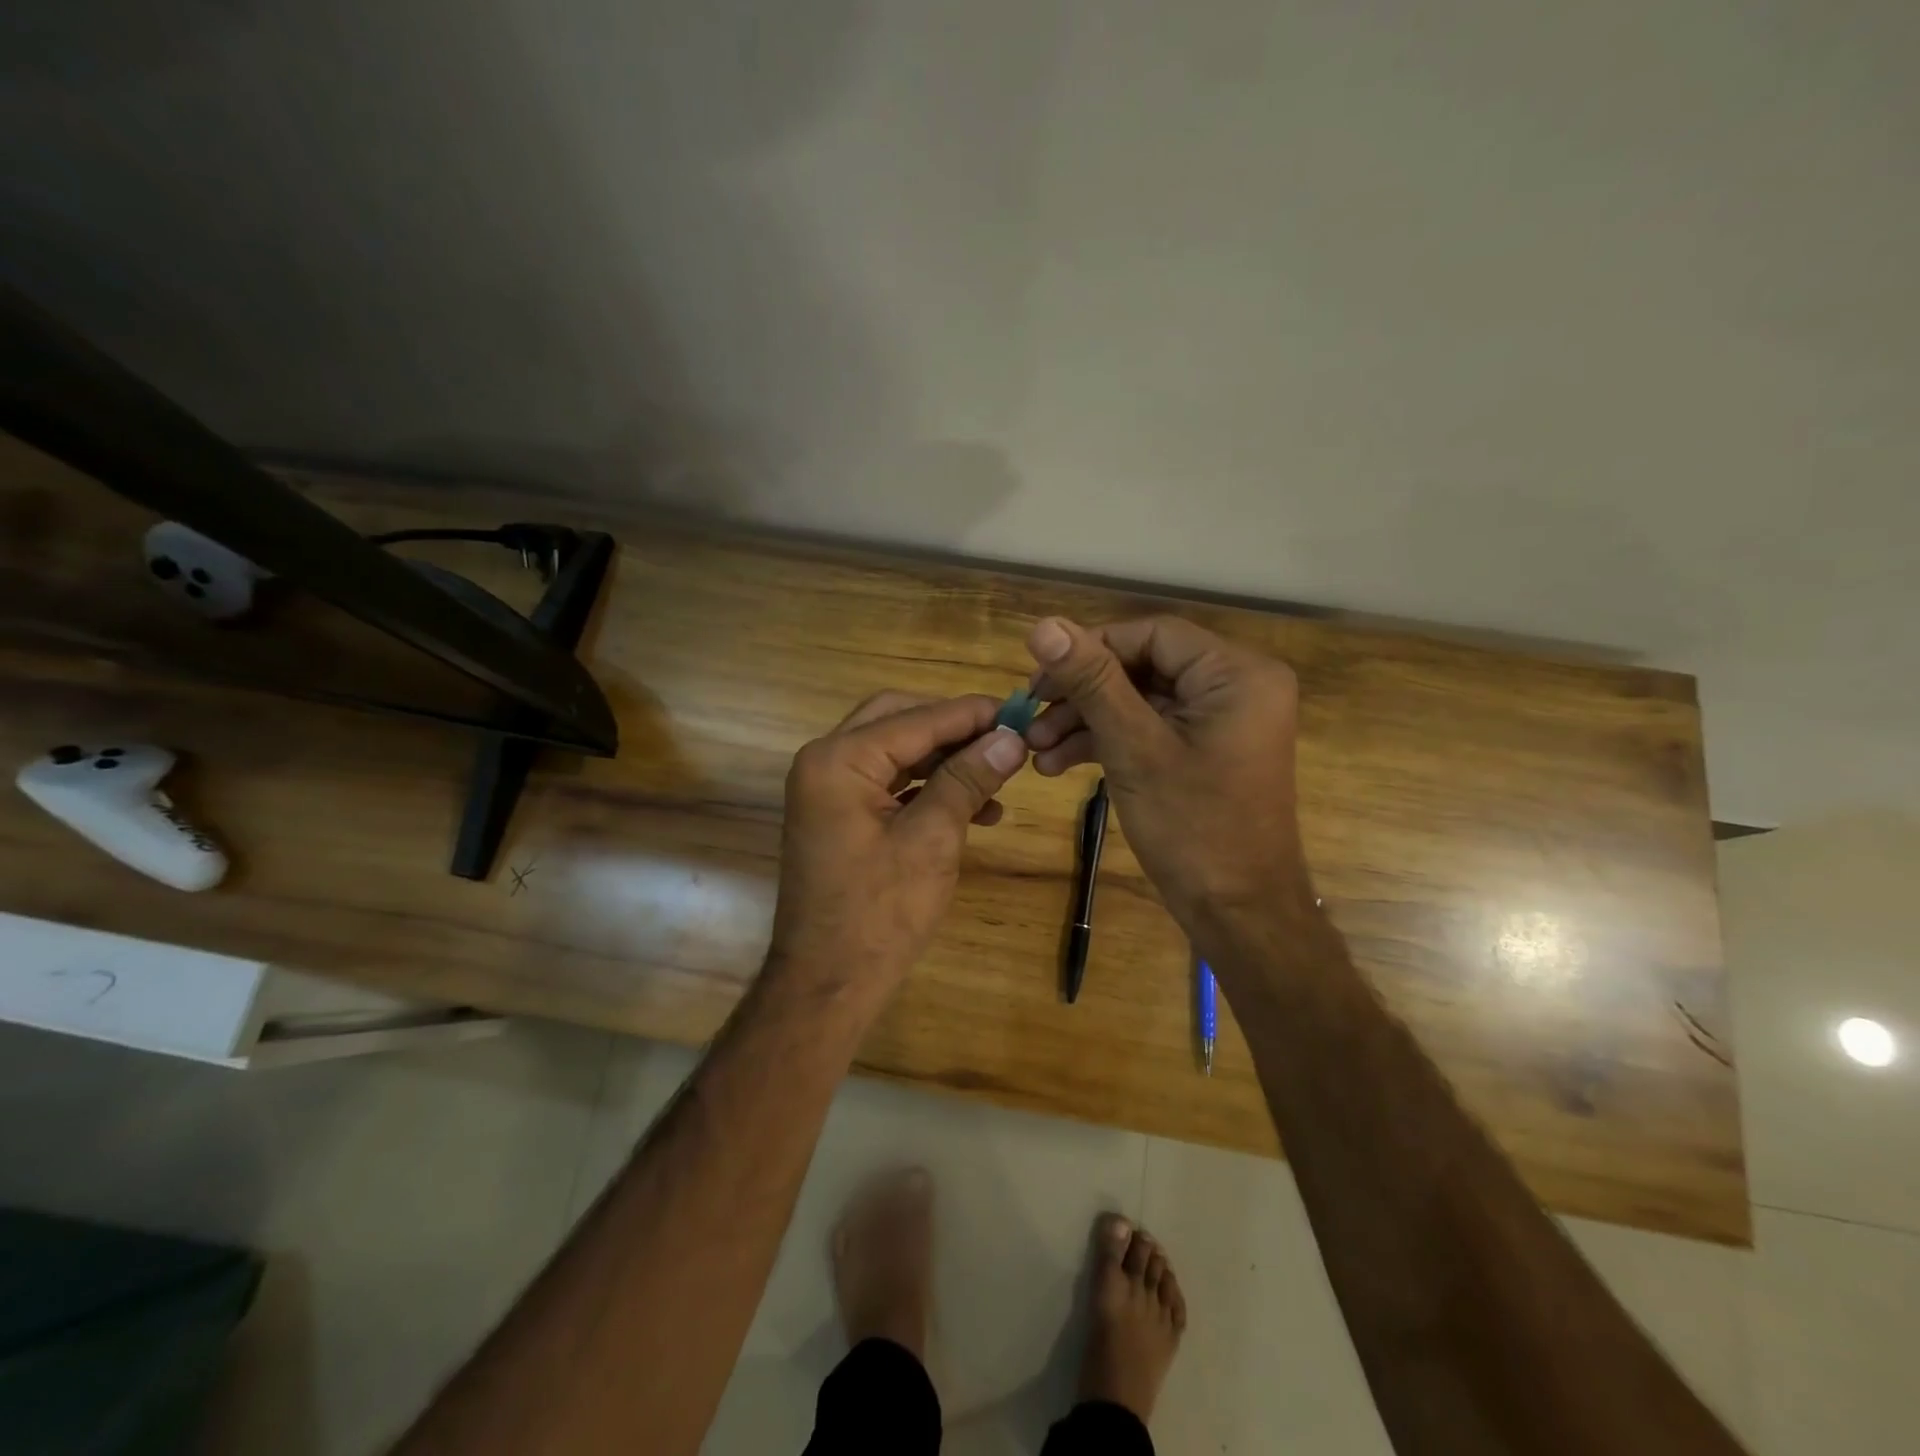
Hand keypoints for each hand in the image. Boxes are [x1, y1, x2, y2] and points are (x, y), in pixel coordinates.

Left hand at [768, 691, 1028, 1005]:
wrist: (828, 984)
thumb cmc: (880, 913)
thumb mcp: (932, 839)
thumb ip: (967, 779)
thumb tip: (1010, 737)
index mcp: (839, 760)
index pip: (916, 718)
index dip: (971, 714)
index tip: (1021, 713)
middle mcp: (825, 762)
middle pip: (899, 721)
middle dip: (954, 730)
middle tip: (1004, 740)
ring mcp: (828, 790)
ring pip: (896, 752)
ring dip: (946, 761)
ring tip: (999, 780)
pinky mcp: (839, 815)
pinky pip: (889, 783)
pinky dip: (928, 789)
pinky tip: (974, 809)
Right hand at [1023, 616, 1310, 925]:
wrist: (1238, 913)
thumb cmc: (1193, 827)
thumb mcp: (1134, 747)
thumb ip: (1092, 681)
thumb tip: (1044, 625)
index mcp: (1236, 673)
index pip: (1150, 634)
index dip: (1089, 650)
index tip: (1039, 678)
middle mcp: (1235, 686)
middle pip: (1142, 667)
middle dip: (1081, 695)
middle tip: (1029, 718)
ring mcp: (1220, 720)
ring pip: (1139, 701)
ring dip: (1085, 722)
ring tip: (1034, 751)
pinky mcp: (1204, 750)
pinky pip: (1150, 729)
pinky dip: (1107, 742)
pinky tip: (1058, 764)